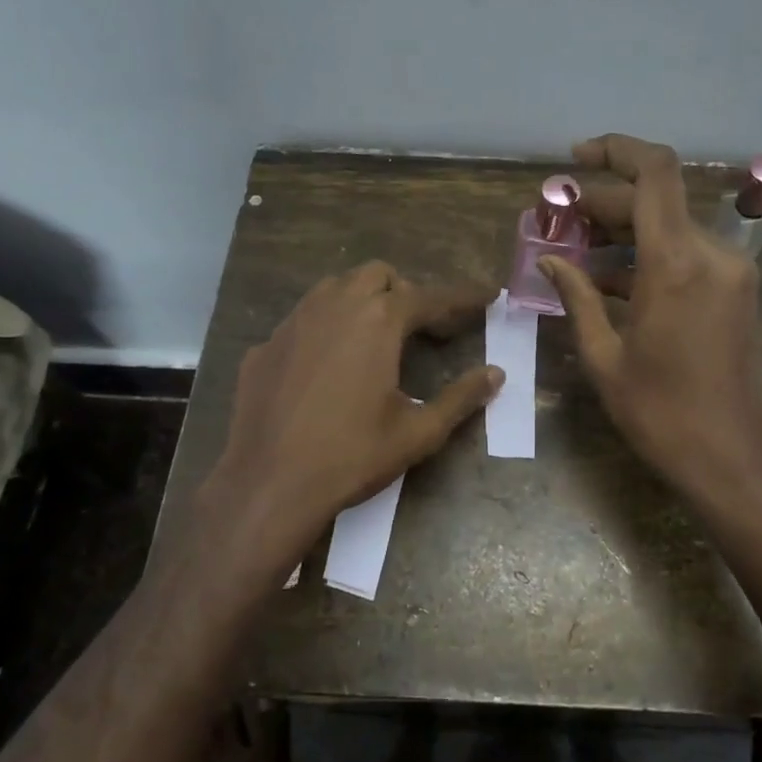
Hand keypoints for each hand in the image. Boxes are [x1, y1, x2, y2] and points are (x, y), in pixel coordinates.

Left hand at [189, 262, 500, 588]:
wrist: (268, 486)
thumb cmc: (352, 456)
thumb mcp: (419, 432)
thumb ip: (461, 397)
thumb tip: (496, 374)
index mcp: (378, 321)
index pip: (430, 297)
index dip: (462, 298)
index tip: (486, 296)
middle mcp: (334, 306)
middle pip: (377, 275)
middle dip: (404, 292)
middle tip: (420, 327)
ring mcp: (293, 323)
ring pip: (334, 288)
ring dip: (361, 301)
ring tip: (374, 338)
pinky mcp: (264, 347)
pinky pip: (302, 321)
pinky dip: (324, 330)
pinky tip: (325, 369)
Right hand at [539, 134, 761, 507]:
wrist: (731, 460)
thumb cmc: (660, 414)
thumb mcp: (604, 356)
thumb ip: (577, 297)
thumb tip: (548, 261)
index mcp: (677, 264)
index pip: (655, 172)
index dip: (616, 150)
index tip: (575, 158)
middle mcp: (711, 254)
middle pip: (655, 201)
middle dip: (603, 203)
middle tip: (556, 221)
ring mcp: (729, 272)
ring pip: (670, 226)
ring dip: (623, 230)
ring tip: (573, 248)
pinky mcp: (734, 291)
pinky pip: (685, 255)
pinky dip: (646, 256)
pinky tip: (606, 278)